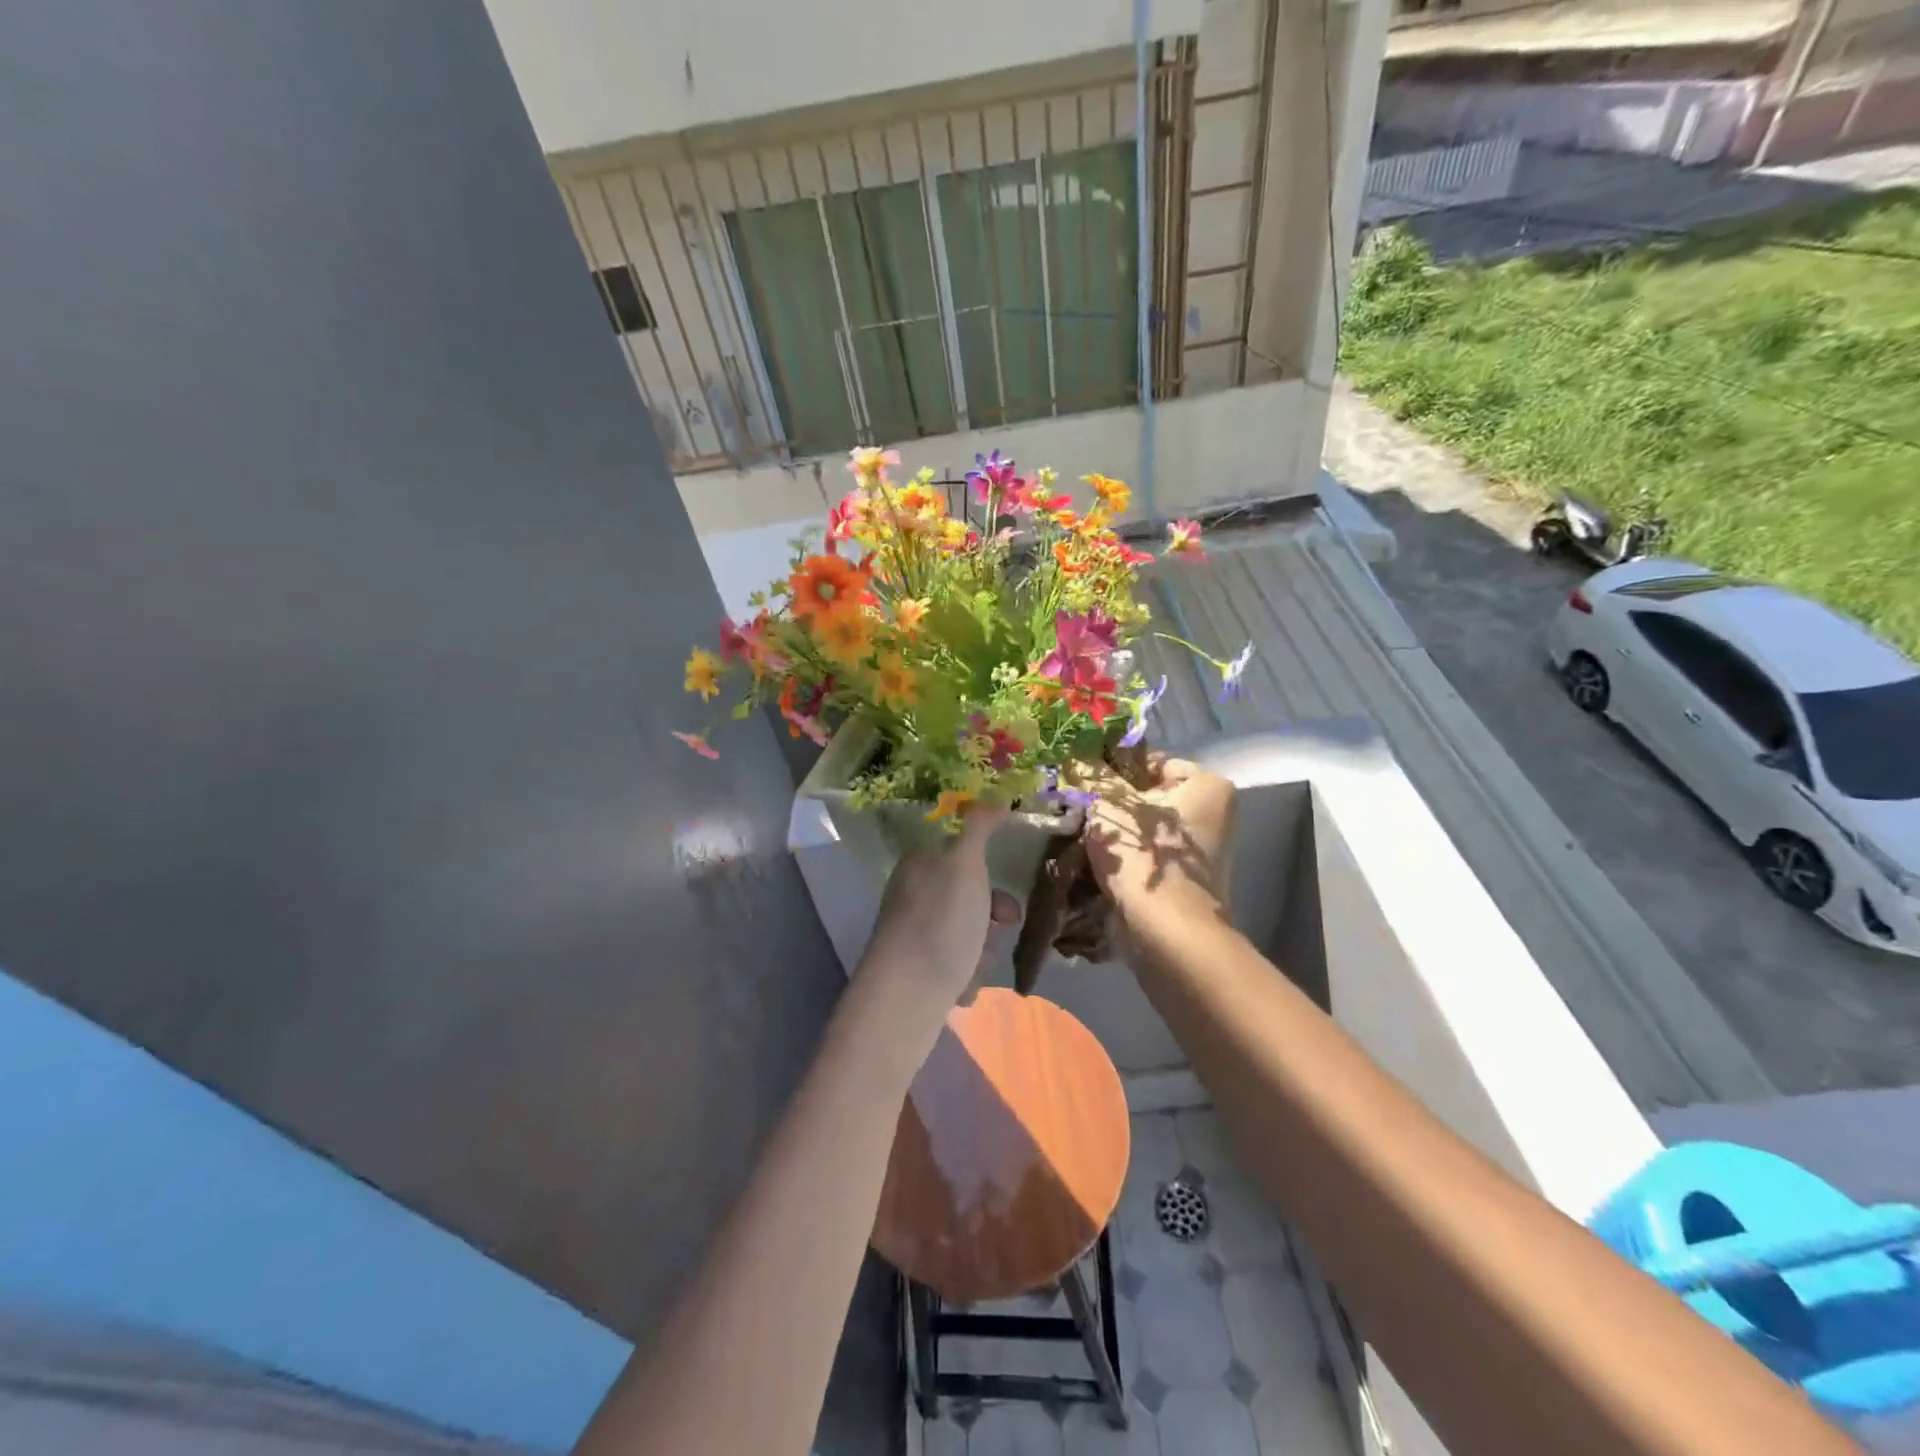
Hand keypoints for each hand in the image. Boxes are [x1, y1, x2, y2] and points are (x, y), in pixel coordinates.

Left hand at [856, 806, 1019, 1031]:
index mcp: (919, 865)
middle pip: (968, 897)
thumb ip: (979, 828)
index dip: (987, 875)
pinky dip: (965, 976)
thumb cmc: (940, 922)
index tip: (1005, 894)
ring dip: (981, 950)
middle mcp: (912, 895)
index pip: (960, 856)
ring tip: (974, 965)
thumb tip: (994, 796)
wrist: (905, 998)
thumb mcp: (964, 864)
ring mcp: (912, 935)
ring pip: (966, 934)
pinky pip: (954, 965)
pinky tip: (963, 988)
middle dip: (989, 918)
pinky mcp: (914, 970)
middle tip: (998, 931)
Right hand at [1084, 754, 1234, 921]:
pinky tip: (1096, 862)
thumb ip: (1091, 774)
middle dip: (1113, 804)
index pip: (1151, 762)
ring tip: (1082, 836)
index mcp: (1207, 784)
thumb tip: (1074, 753)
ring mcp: (1202, 851)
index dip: (1114, 769)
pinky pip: (1148, 856)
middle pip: (1149, 796)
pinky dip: (1126, 858)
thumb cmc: (1142, 855)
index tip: (1084, 784)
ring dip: (1115, 833)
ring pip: (1145, 829)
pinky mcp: (1187, 880)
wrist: (1166, 931)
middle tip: (1078, 809)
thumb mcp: (1108, 804)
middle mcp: (1213, 813)